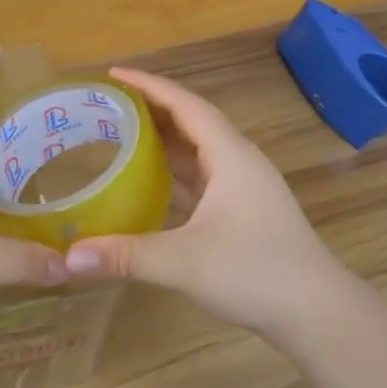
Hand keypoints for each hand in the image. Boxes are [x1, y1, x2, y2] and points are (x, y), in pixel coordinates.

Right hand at [63, 67, 351, 336]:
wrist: (318, 313)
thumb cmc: (256, 273)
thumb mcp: (184, 262)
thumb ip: (125, 255)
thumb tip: (68, 257)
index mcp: (230, 156)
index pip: (185, 104)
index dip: (148, 85)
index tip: (112, 74)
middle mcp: (238, 162)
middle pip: (191, 121)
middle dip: (151, 108)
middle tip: (107, 105)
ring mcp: (244, 188)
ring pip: (198, 150)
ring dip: (163, 139)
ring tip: (120, 134)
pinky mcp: (244, 211)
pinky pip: (202, 176)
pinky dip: (173, 170)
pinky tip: (148, 182)